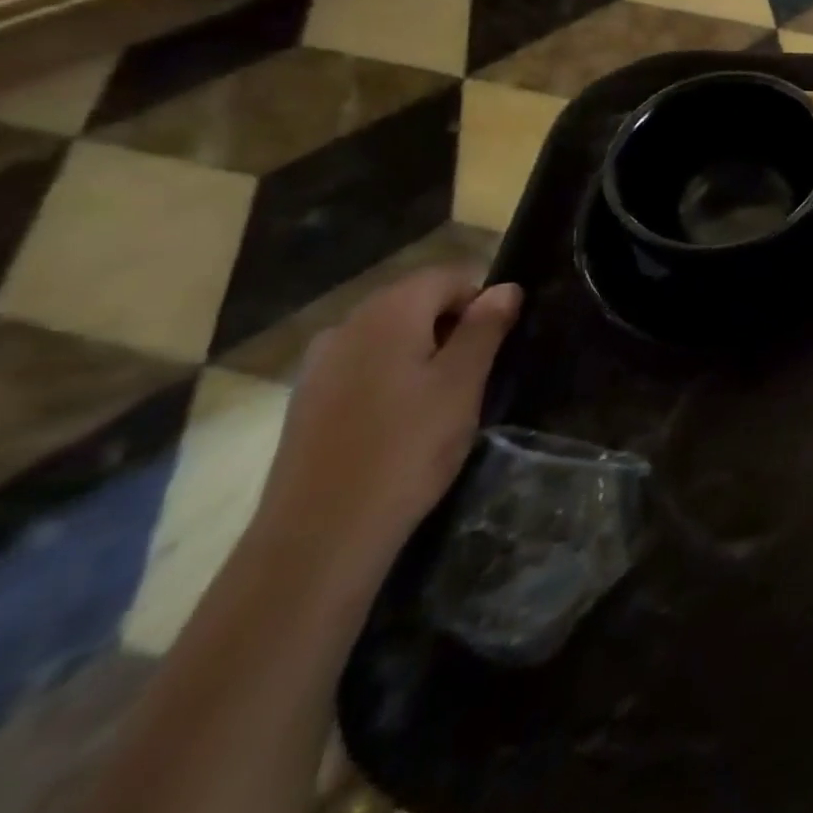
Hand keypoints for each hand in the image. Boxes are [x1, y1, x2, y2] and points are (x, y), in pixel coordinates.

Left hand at [253, 268, 522, 578]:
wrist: (320, 536)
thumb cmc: (407, 448)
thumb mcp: (463, 383)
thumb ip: (485, 328)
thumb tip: (505, 288)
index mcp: (387, 314)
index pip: (446, 276)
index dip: (480, 300)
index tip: (496, 344)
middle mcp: (346, 326)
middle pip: (414, 301)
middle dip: (451, 325)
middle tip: (475, 373)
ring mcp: (319, 365)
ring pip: (388, 336)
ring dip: (422, 352)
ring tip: (442, 399)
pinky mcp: (307, 402)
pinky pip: (362, 366)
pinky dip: (391, 377)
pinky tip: (402, 420)